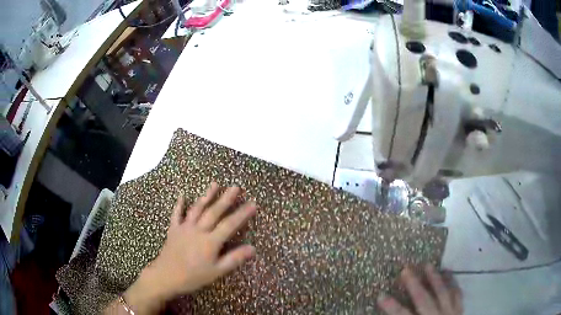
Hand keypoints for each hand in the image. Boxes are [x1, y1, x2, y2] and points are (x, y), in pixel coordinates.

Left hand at [120, 183, 256, 313]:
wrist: (166, 276)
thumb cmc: (193, 276)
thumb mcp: (217, 271)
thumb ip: (234, 259)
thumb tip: (253, 248)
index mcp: (210, 241)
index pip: (230, 225)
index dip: (242, 214)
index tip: (253, 203)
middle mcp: (198, 230)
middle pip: (214, 212)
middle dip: (226, 199)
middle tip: (236, 187)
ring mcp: (184, 228)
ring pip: (197, 209)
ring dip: (206, 196)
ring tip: (215, 184)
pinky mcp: (173, 229)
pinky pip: (176, 214)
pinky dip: (179, 204)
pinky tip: (182, 195)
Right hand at [377, 265, 462, 314]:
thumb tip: (390, 314)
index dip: (392, 307)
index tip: (381, 296)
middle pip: (424, 300)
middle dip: (414, 285)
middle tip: (405, 269)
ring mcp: (450, 313)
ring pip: (443, 293)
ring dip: (435, 279)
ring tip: (428, 265)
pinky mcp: (460, 310)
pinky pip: (457, 294)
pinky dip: (453, 282)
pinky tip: (448, 273)